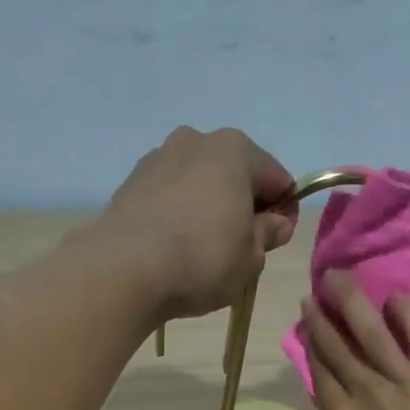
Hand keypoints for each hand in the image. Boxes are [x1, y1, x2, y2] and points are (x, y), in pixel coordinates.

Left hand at [97, 127, 298, 318]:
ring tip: (205, 249)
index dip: (285, 211)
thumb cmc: (202, 260)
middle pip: (235, 174)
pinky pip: (170, 195)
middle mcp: (196, 140)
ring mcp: (159, 157)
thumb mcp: (250, 258)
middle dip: (244, 205)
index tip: (278, 241)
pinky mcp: (131, 181)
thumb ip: (267, 234)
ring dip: (210, 207)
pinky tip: (176, 246)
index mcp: (235, 150)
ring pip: (200, 182)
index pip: (277, 179)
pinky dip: (180, 214)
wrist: (125, 270)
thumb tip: (275, 223)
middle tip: (243, 247)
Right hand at [300, 270, 409, 409]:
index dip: (311, 344)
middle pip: (340, 348)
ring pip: (373, 335)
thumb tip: (338, 406)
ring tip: (339, 279)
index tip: (306, 322)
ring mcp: (407, 384)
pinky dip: (408, 316)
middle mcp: (369, 394)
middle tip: (314, 290)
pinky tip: (395, 297)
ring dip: (353, 304)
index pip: (322, 373)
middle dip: (323, 317)